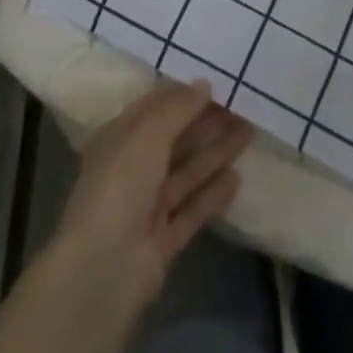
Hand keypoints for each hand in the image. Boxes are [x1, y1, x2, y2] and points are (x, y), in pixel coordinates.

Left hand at [53, 81, 253, 311]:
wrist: (103, 269)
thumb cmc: (121, 184)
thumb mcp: (148, 133)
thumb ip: (178, 107)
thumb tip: (204, 84)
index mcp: (120, 139)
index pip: (155, 110)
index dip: (185, 96)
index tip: (218, 83)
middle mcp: (132, 170)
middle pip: (175, 140)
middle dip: (207, 122)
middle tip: (243, 106)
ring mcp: (147, 207)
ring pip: (187, 172)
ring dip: (216, 152)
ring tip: (249, 132)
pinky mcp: (163, 241)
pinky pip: (192, 209)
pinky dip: (213, 194)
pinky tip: (237, 178)